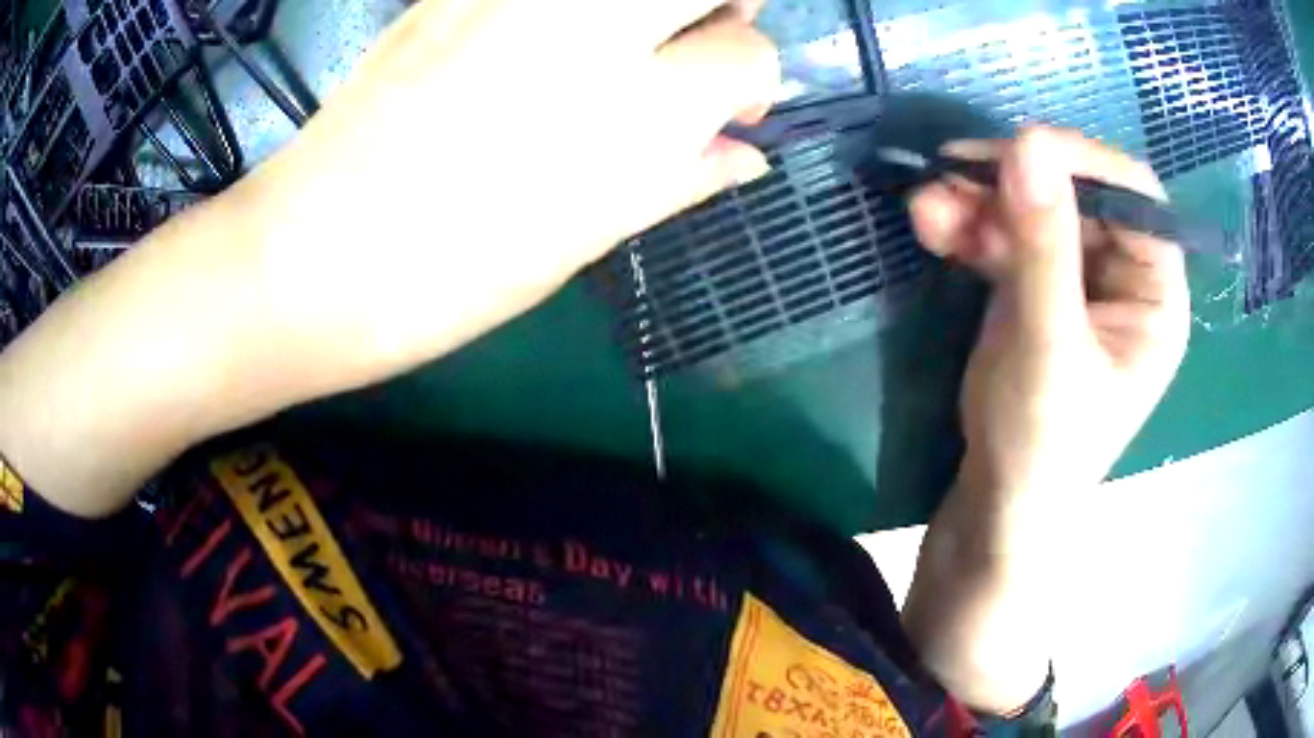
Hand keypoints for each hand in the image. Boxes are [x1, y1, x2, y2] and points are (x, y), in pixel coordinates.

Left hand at [240, 0, 781, 386]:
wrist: (314, 255)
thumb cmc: (451, 277)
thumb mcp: (584, 239)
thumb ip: (680, 178)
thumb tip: (748, 154)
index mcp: (636, 113)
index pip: (749, 54)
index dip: (751, 81)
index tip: (729, 105)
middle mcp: (588, 31)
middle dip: (724, 3)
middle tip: (695, 36)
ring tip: (626, 32)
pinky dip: (569, 7)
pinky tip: (545, 33)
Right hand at [910, 126, 1190, 515]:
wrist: (995, 501)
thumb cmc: (1042, 444)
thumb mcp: (1048, 347)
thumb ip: (1043, 249)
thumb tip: (1027, 144)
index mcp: (1154, 294)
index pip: (1134, 196)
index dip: (1083, 162)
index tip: (1019, 149)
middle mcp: (1123, 275)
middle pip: (1076, 194)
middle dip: (1014, 183)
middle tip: (953, 173)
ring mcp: (1077, 276)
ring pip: (1033, 208)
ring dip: (979, 200)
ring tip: (927, 206)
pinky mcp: (1035, 284)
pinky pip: (1005, 234)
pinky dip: (968, 225)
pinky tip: (932, 225)